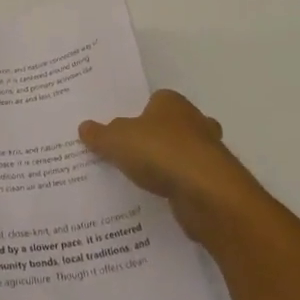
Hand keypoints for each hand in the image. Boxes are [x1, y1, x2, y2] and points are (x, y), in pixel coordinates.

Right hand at [80, 89, 262, 246]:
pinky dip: (179, 187)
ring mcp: (209, 151)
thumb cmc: (160, 151)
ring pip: (185, 153)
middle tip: (133, 154)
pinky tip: (160, 198)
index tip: (123, 131)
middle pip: (173, 125)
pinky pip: (191, 180)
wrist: (206, 193)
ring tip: (144, 180)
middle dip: (159, 137)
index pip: (154, 101)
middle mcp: (195, 121)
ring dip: (170, 164)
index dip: (139, 114)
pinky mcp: (215, 181)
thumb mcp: (117, 140)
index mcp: (172, 102)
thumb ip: (101, 134)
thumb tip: (84, 127)